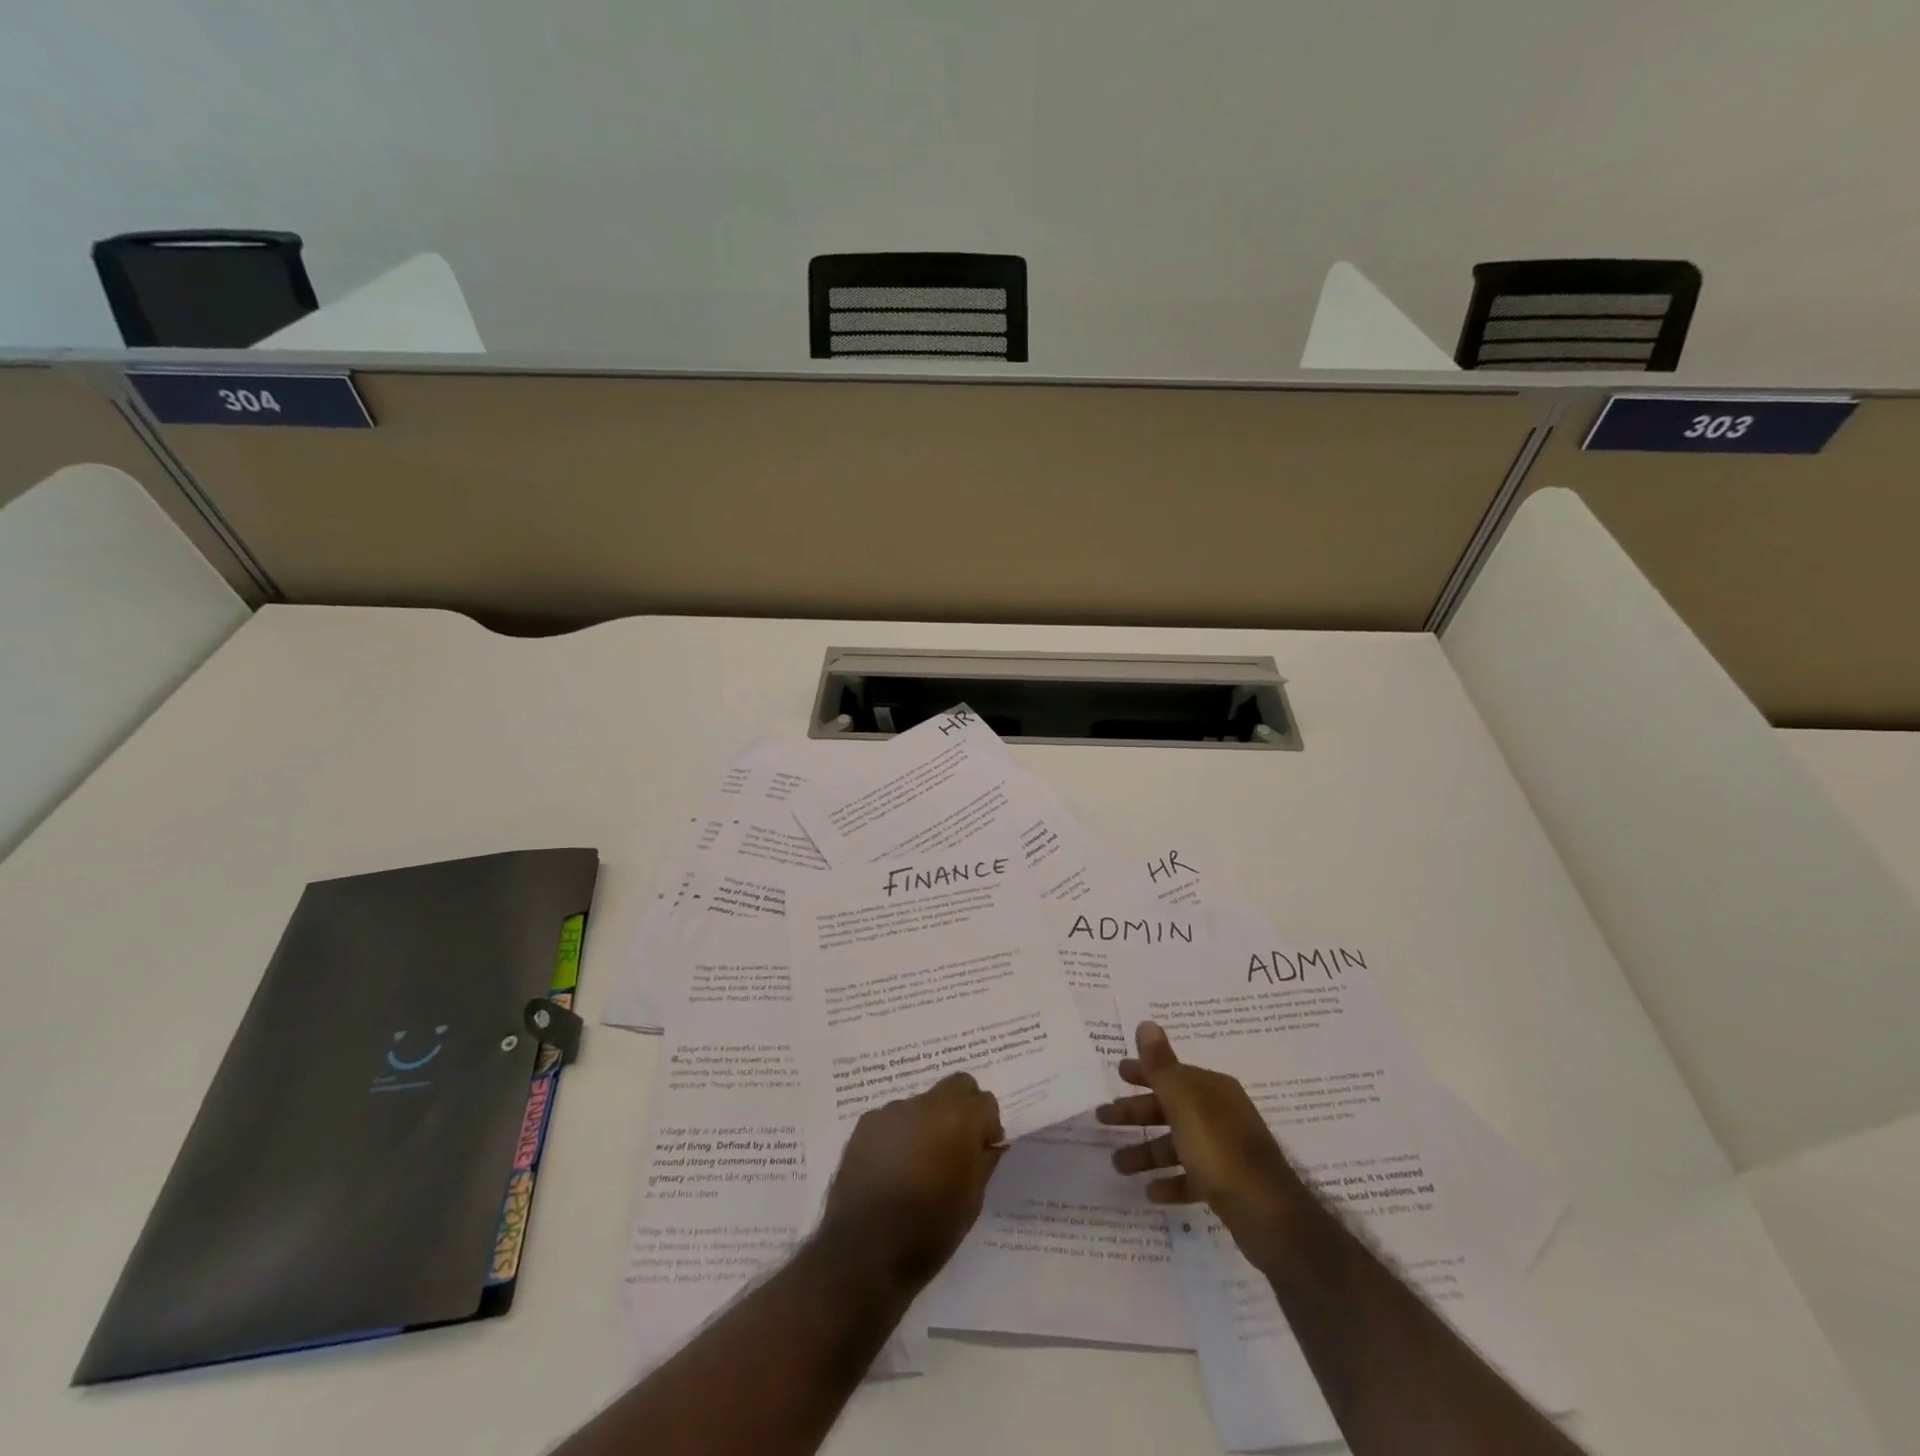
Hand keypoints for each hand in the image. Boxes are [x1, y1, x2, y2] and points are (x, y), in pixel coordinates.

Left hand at [820, 1072, 1004, 1288]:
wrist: (864, 1253)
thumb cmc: (929, 1230)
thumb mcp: (972, 1201)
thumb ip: (984, 1161)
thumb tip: (991, 1144)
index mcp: (957, 1118)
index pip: (985, 1101)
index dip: (988, 1125)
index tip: (983, 1150)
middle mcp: (925, 1103)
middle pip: (955, 1087)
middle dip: (963, 1109)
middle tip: (957, 1147)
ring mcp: (891, 1111)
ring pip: (922, 1104)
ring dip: (928, 1124)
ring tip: (919, 1164)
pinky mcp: (865, 1125)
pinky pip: (894, 1120)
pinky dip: (901, 1135)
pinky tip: (893, 1168)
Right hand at [1097, 1022, 1304, 1267]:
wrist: (1269, 1216)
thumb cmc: (1220, 1151)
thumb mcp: (1184, 1103)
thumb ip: (1161, 1065)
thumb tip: (1146, 1023)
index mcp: (1211, 1089)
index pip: (1171, 1073)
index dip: (1143, 1072)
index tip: (1117, 1074)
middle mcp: (1220, 1113)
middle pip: (1169, 1107)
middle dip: (1136, 1113)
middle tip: (1102, 1118)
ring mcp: (1225, 1150)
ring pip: (1177, 1144)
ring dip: (1147, 1152)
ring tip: (1118, 1165)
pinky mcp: (1228, 1184)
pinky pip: (1192, 1176)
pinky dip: (1171, 1181)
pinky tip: (1152, 1192)